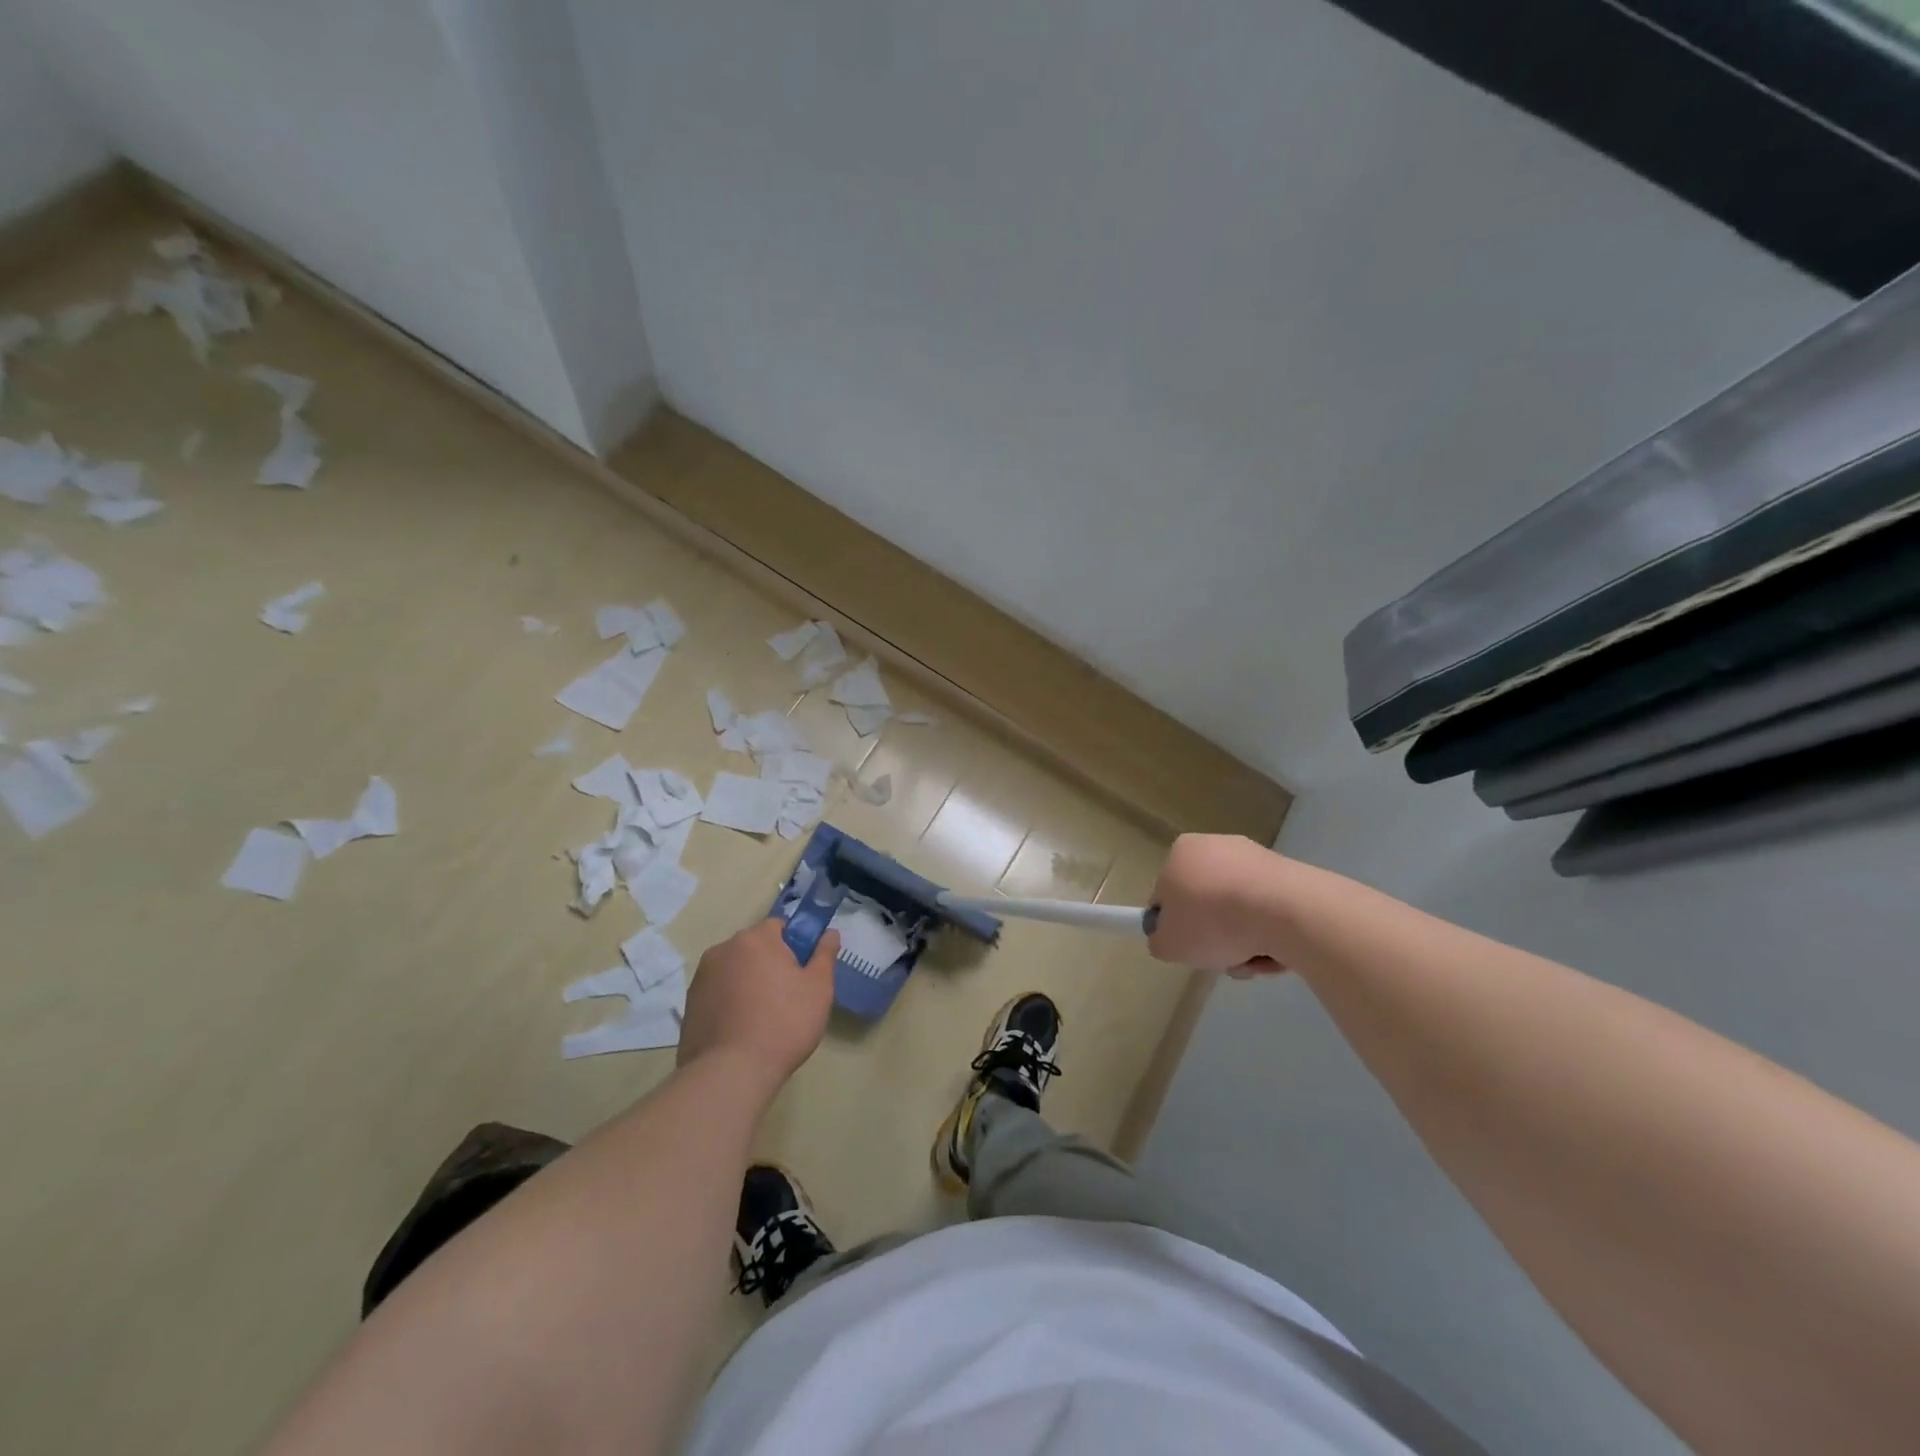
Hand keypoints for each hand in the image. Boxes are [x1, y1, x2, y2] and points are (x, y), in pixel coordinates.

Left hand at [678, 919, 839, 1090]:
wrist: (730, 1073)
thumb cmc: (783, 1024)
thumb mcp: (818, 988)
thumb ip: (825, 955)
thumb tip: (830, 933)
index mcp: (755, 939)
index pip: (779, 927)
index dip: (794, 946)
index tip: (801, 972)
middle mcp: (723, 950)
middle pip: (754, 948)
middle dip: (769, 964)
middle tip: (786, 997)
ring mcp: (701, 977)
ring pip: (734, 971)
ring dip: (747, 983)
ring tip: (761, 1019)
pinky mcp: (689, 1005)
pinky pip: (717, 993)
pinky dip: (729, 1003)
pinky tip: (740, 1030)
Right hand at [1147, 834, 1289, 974]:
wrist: (1285, 911)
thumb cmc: (1213, 921)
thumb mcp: (1168, 944)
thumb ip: (1160, 940)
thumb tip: (1169, 938)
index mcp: (1181, 852)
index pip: (1167, 893)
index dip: (1174, 925)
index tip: (1187, 947)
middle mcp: (1216, 846)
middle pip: (1206, 902)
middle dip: (1214, 935)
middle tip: (1221, 957)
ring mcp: (1255, 859)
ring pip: (1239, 910)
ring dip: (1243, 941)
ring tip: (1251, 960)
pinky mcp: (1289, 875)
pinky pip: (1269, 911)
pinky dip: (1269, 933)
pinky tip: (1276, 951)